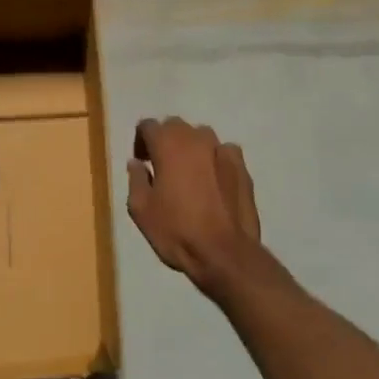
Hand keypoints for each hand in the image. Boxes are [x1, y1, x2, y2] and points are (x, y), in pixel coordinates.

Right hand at [127, 118, 262, 292]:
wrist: (224, 253)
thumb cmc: (176, 230)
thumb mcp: (140, 209)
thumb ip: (136, 179)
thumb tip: (137, 163)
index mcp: (167, 144)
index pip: (148, 125)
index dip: (140, 141)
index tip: (141, 162)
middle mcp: (195, 138)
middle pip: (175, 126)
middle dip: (165, 141)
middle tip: (161, 167)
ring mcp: (222, 149)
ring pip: (201, 137)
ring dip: (191, 148)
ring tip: (189, 175)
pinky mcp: (242, 166)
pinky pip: (223, 152)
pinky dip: (214, 160)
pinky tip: (213, 181)